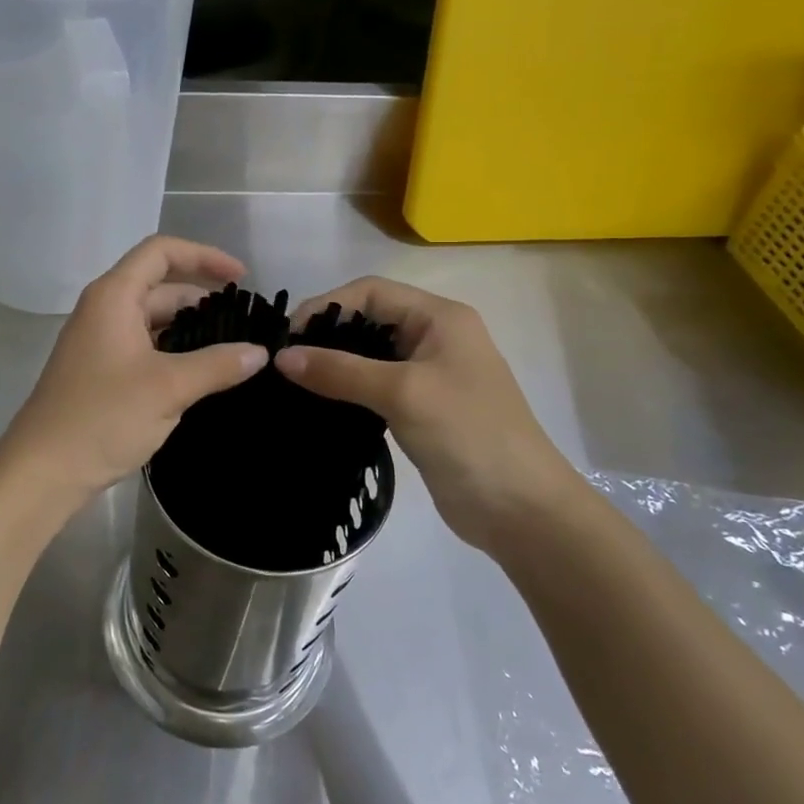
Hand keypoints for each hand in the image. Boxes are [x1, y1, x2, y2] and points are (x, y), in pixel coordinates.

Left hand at [0, 237, 268, 526]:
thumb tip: (259, 352)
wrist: (44, 470)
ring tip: (231, 347)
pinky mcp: (101, 370)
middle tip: (244, 322)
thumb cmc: (103, 417)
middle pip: (159, 286)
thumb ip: (217, 365)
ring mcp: (100, 340)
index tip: (241, 278)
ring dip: (190, 327)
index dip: (204, 256)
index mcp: (114, 296)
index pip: (161, 252)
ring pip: (153, 319)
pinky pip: (144, 345)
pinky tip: (201, 373)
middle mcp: (104, 309)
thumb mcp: (168, 388)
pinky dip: (173, 350)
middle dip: (202, 297)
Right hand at [273, 278, 583, 550]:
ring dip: (334, 363)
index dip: (327, 305)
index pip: (371, 292)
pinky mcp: (421, 408)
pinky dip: (347, 389)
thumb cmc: (468, 435)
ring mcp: (429, 374)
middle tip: (285, 361)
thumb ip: (341, 371)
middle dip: (327, 334)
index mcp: (440, 318)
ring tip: (294, 382)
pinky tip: (319, 403)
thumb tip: (281, 358)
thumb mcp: (402, 394)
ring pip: (369, 355)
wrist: (522, 510)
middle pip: (369, 319)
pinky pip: (375, 386)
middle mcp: (434, 337)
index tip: (288, 337)